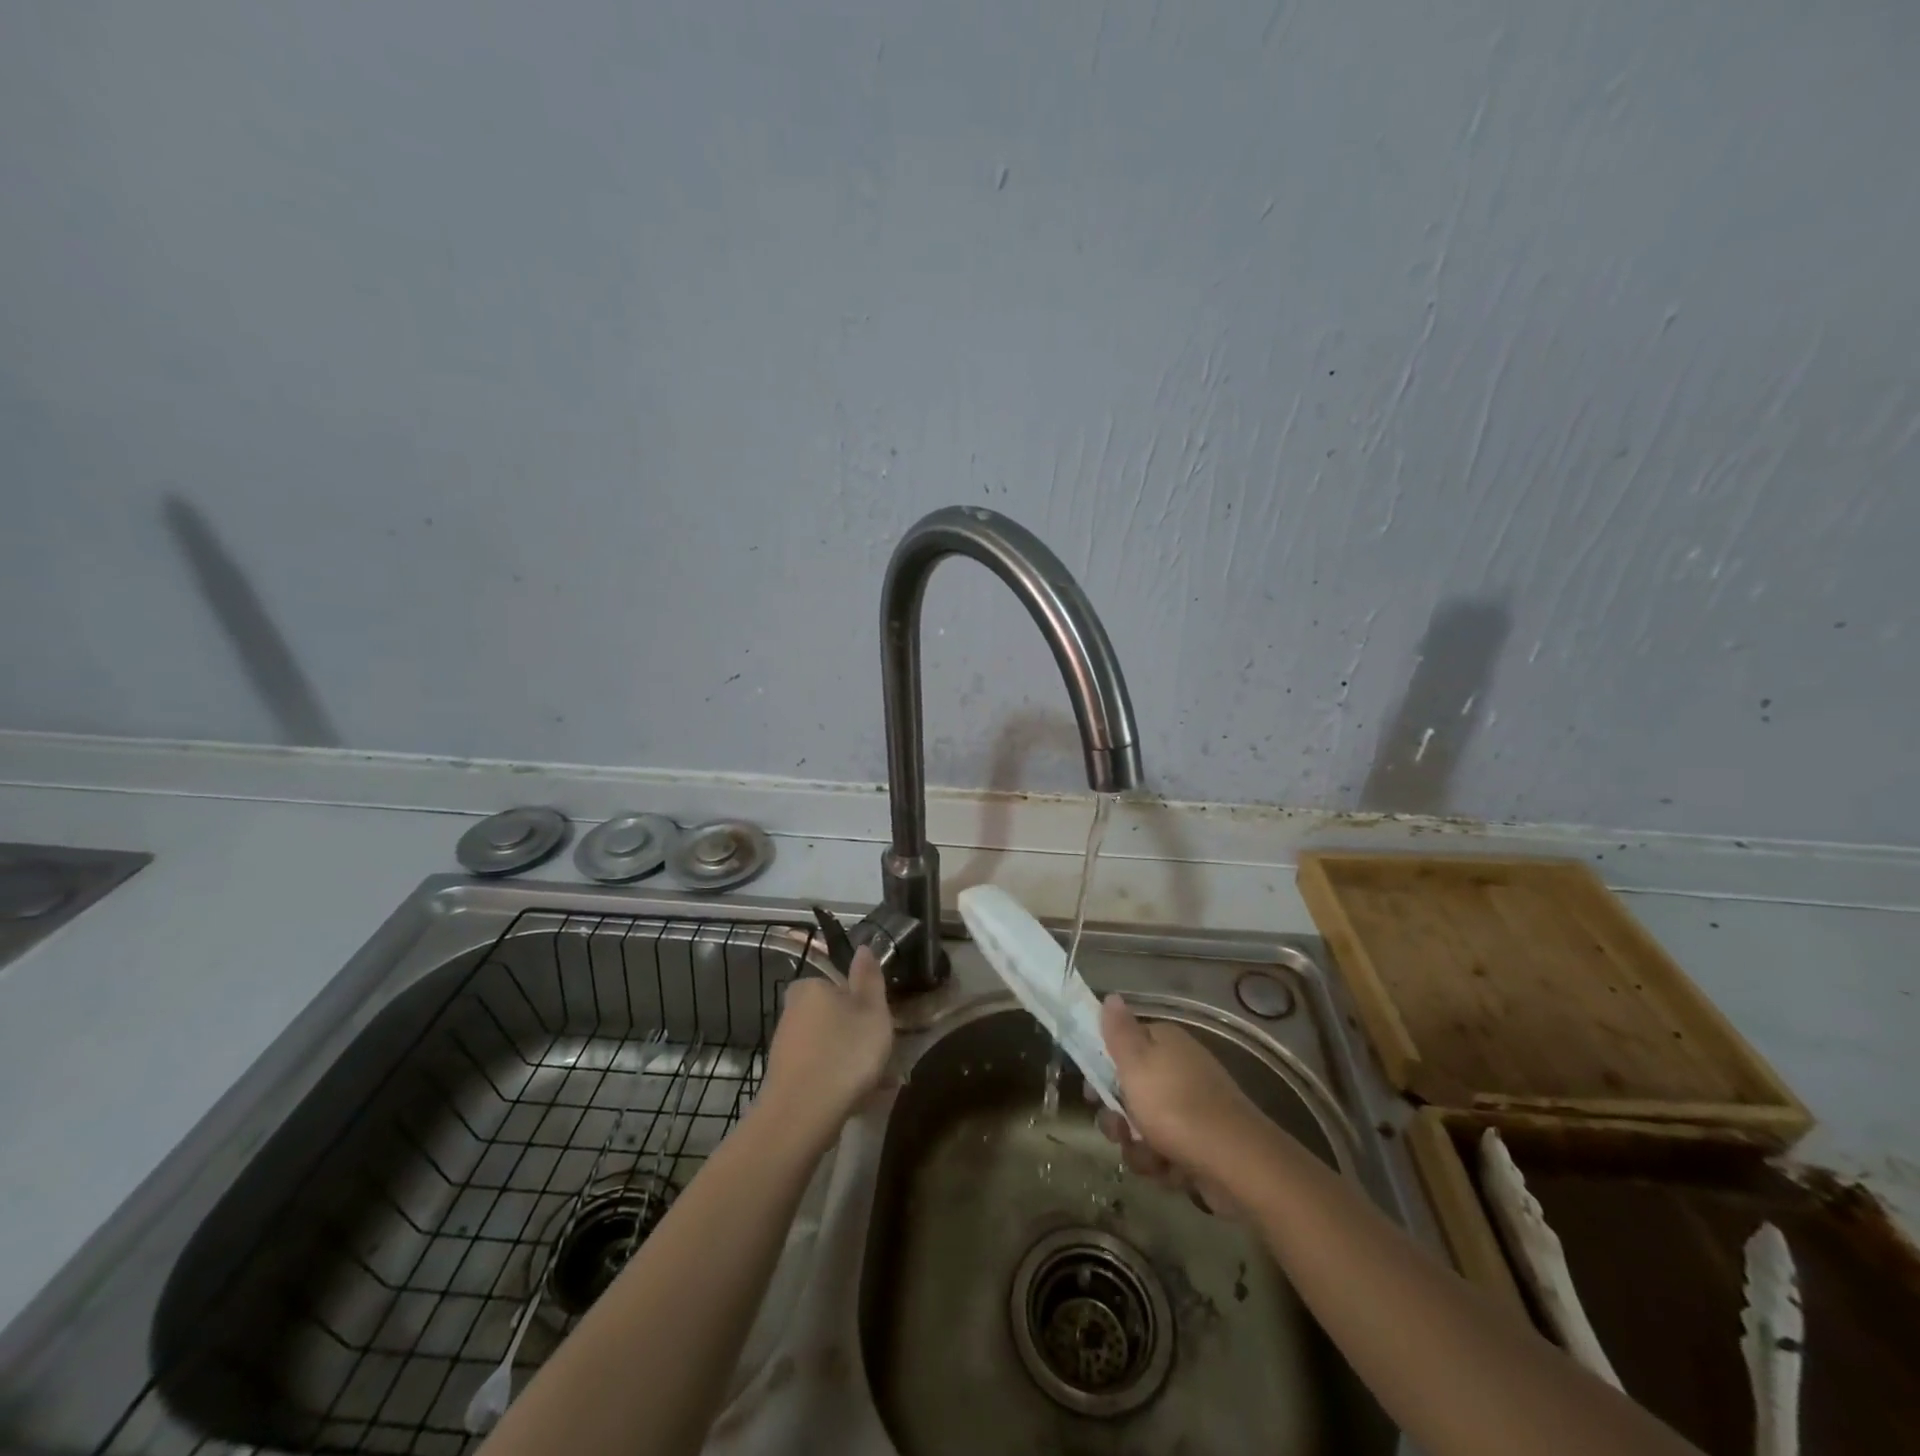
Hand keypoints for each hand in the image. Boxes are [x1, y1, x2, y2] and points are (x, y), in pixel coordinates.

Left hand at [761, 947, 894, 1141]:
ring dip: (852, 1063)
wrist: (802, 1115)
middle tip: (885, 1061)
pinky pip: (821, 1073)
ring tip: (878, 1088)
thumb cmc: (845, 1052)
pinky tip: (858, 1103)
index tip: (882, 1028)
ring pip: (830, 1048)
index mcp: (811, 987)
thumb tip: (862, 947)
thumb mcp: (872, 1010)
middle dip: (859, 1038)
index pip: (841, 987)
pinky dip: (839, 1082)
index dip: (865, 1006)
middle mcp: (793, 1011)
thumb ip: (869, 977)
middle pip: (836, 1019)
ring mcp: (786, 1047)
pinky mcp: (785, 1078)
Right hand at [1096, 994, 1266, 1212]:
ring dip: (1140, 1148)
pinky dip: (1165, 1164)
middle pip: (1131, 1091)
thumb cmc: (1175, 1107)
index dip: (1102, 1069)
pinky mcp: (1203, 1142)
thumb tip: (1111, 995)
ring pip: (1145, 1126)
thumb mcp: (1135, 1063)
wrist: (1236, 1162)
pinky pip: (1168, 1151)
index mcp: (1165, 1042)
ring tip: (1152, 1158)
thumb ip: (1118, 1031)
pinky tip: (1172, 1172)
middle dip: (1120, 1119)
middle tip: (1120, 1131)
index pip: (1124, 1046)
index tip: (1092, 1093)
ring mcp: (1194, 1106)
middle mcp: (1180, 1068)